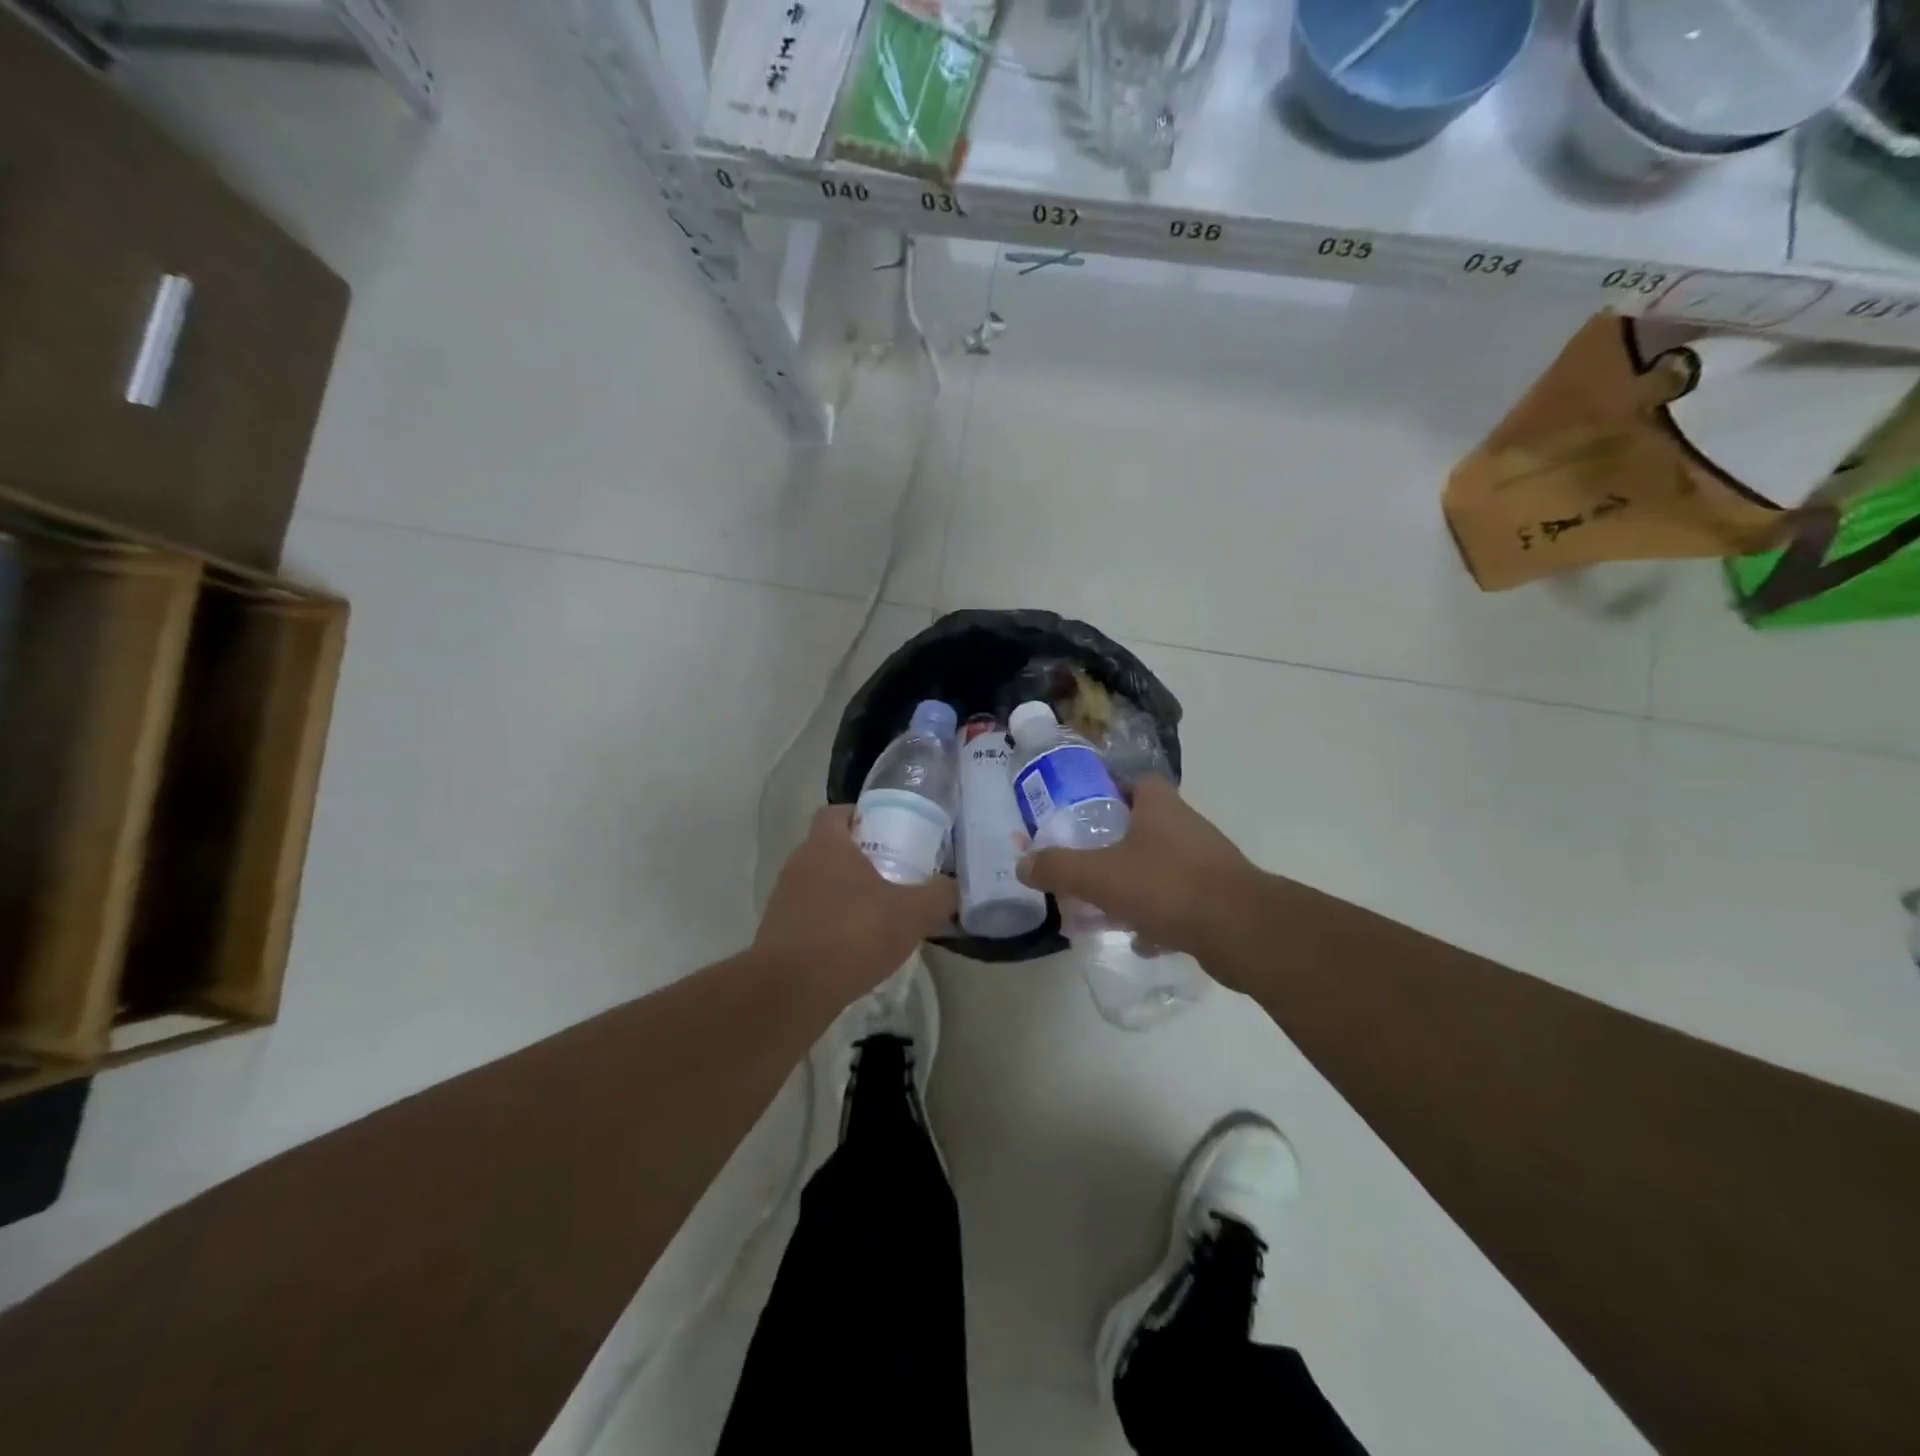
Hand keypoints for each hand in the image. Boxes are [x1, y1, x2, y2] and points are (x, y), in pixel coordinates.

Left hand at [754, 806, 957, 1005]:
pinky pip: (810, 916)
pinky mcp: (778, 932)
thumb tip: (953, 887)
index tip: (887, 832)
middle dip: (859, 858)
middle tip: (893, 874)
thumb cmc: (852, 935)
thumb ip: (939, 896)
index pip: (836, 812)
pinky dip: (830, 923)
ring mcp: (784, 899)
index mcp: (826, 845)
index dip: (860, 816)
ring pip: (819, 883)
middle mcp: (799, 864)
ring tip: (877, 914)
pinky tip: (855, 946)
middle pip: (830, 848)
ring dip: (844, 893)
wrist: (791, 991)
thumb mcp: (912, 914)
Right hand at [1016, 776, 1267, 974]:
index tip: (1081, 809)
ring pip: (1158, 865)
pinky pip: (1176, 900)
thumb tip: (1023, 862)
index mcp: (1159, 806)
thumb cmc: (1167, 887)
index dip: (1107, 788)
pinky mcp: (1217, 898)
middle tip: (1082, 860)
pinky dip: (1156, 916)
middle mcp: (1185, 826)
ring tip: (1102, 905)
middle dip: (1112, 843)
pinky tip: (1138, 938)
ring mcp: (1205, 863)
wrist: (1242, 931)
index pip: (1133, 780)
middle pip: (1143, 824)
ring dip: (1133, 882)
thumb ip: (1058, 867)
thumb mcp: (1099, 875)